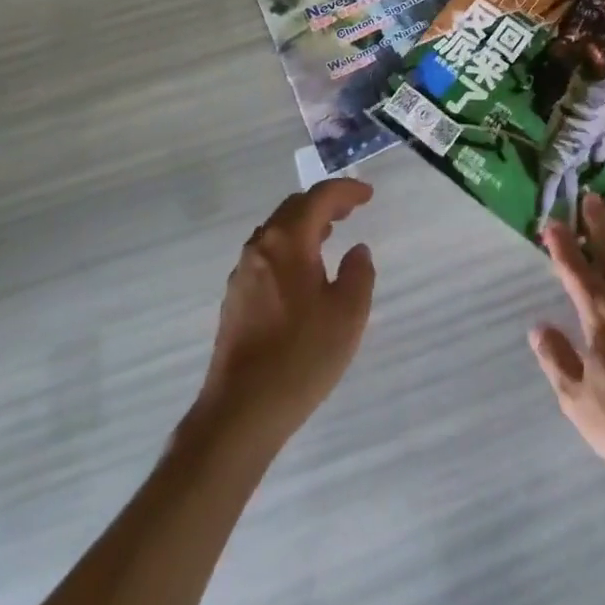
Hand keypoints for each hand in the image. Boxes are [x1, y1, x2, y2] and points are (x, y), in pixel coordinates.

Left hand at [196, 179, 376, 448]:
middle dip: (324, 203)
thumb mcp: (348, 314)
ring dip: (305, 225)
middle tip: (351, 210)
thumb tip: (356, 251)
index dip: (346, 191)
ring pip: (277, 231)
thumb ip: (358, 273)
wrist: (240, 412)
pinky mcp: (236, 299)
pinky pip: (267, 254)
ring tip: (330, 235)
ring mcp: (243, 273)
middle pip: (294, 208)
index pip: (319, 198)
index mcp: (287, 241)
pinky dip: (291, 247)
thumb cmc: (301, 356)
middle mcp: (260, 247)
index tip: (368, 195)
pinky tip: (304, 272)